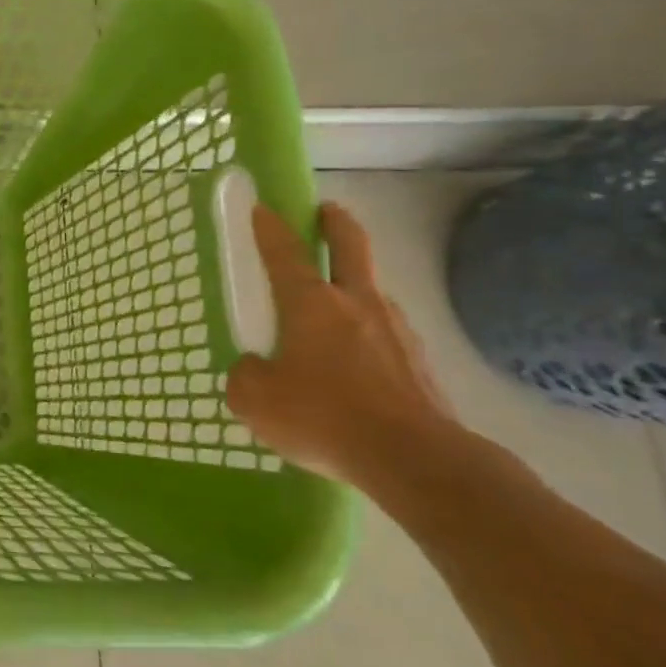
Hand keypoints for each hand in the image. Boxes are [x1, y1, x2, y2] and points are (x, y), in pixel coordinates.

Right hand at [225, 201, 457, 485]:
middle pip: (350, 247)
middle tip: (326, 211)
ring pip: (372, 292)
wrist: (416, 460)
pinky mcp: (420, 363)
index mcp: (311, 304)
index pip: (284, 252)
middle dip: (335, 223)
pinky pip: (385, 335)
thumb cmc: (324, 417)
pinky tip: (356, 366)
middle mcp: (356, 304)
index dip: (270, 227)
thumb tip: (254, 367)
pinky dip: (368, 335)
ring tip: (332, 312)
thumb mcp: (254, 400)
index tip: (263, 206)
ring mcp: (396, 331)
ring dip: (354, 287)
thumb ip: (245, 374)